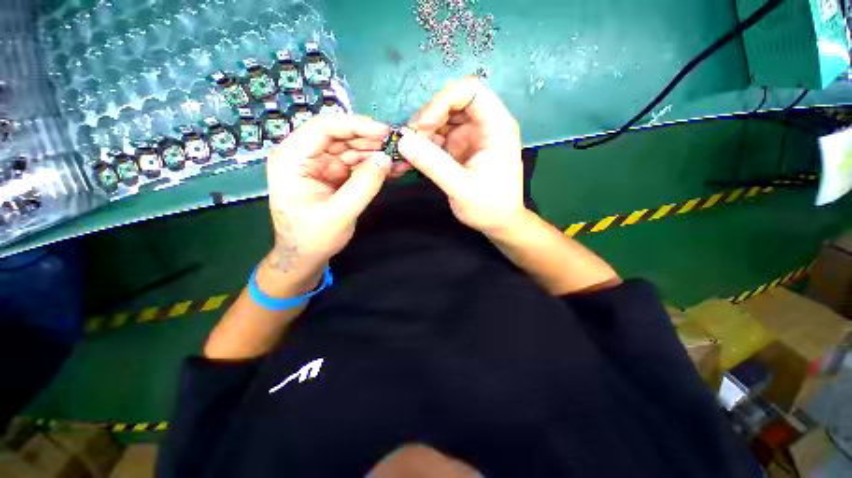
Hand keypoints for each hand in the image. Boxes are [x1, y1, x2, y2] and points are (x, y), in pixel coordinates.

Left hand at [265, 115, 390, 280]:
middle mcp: (305, 156)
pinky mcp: (334, 176)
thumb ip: (363, 185)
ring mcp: (321, 166)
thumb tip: (386, 158)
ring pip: (352, 150)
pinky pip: (356, 165)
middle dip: (370, 140)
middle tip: (398, 146)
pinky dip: (374, 166)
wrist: (305, 256)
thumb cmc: (313, 238)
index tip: (384, 132)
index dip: (356, 126)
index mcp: (292, 159)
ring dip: (376, 153)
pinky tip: (392, 168)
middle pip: (341, 137)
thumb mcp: (339, 213)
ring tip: (401, 158)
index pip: (323, 128)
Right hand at [399, 78, 525, 234]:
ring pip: (443, 119)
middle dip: (429, 117)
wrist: (497, 223)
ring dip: (423, 132)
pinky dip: (425, 144)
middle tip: (410, 140)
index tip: (423, 126)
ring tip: (410, 151)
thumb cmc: (489, 207)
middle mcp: (484, 126)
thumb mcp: (461, 188)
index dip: (443, 100)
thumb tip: (402, 140)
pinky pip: (439, 137)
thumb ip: (433, 164)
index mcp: (497, 127)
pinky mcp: (460, 149)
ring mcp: (470, 137)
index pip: (471, 91)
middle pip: (453, 102)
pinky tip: (415, 157)